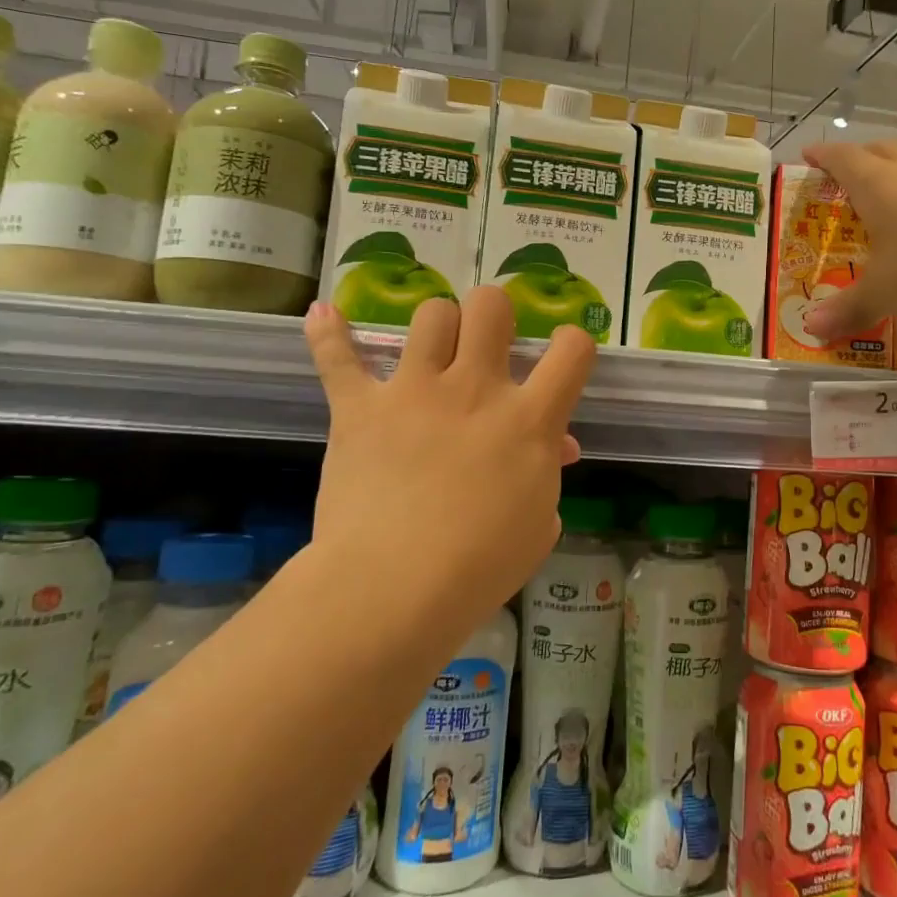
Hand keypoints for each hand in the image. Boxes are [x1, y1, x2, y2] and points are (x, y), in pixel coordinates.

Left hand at [302, 288, 594, 622]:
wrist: (394, 588)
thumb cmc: (480, 567)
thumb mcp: (538, 526)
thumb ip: (548, 478)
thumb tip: (552, 450)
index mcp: (528, 420)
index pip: (572, 351)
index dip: (574, 343)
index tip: (564, 357)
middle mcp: (474, 389)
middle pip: (491, 307)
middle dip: (495, 313)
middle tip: (489, 344)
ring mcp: (414, 392)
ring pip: (431, 315)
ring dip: (437, 324)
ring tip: (433, 348)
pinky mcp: (360, 408)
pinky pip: (338, 358)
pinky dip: (329, 334)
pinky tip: (323, 314)